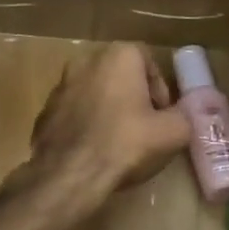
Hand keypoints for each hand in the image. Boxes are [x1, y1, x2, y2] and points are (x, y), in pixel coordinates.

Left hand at [25, 43, 192, 207]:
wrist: (69, 174)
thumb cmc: (125, 143)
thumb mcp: (173, 132)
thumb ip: (183, 116)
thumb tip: (180, 116)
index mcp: (118, 55)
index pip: (148, 61)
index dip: (160, 88)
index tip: (163, 114)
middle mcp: (86, 60)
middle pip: (120, 74)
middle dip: (134, 95)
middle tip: (146, 125)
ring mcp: (61, 84)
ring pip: (96, 91)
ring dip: (110, 108)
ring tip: (120, 140)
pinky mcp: (45, 110)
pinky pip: (76, 110)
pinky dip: (88, 122)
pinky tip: (95, 149)